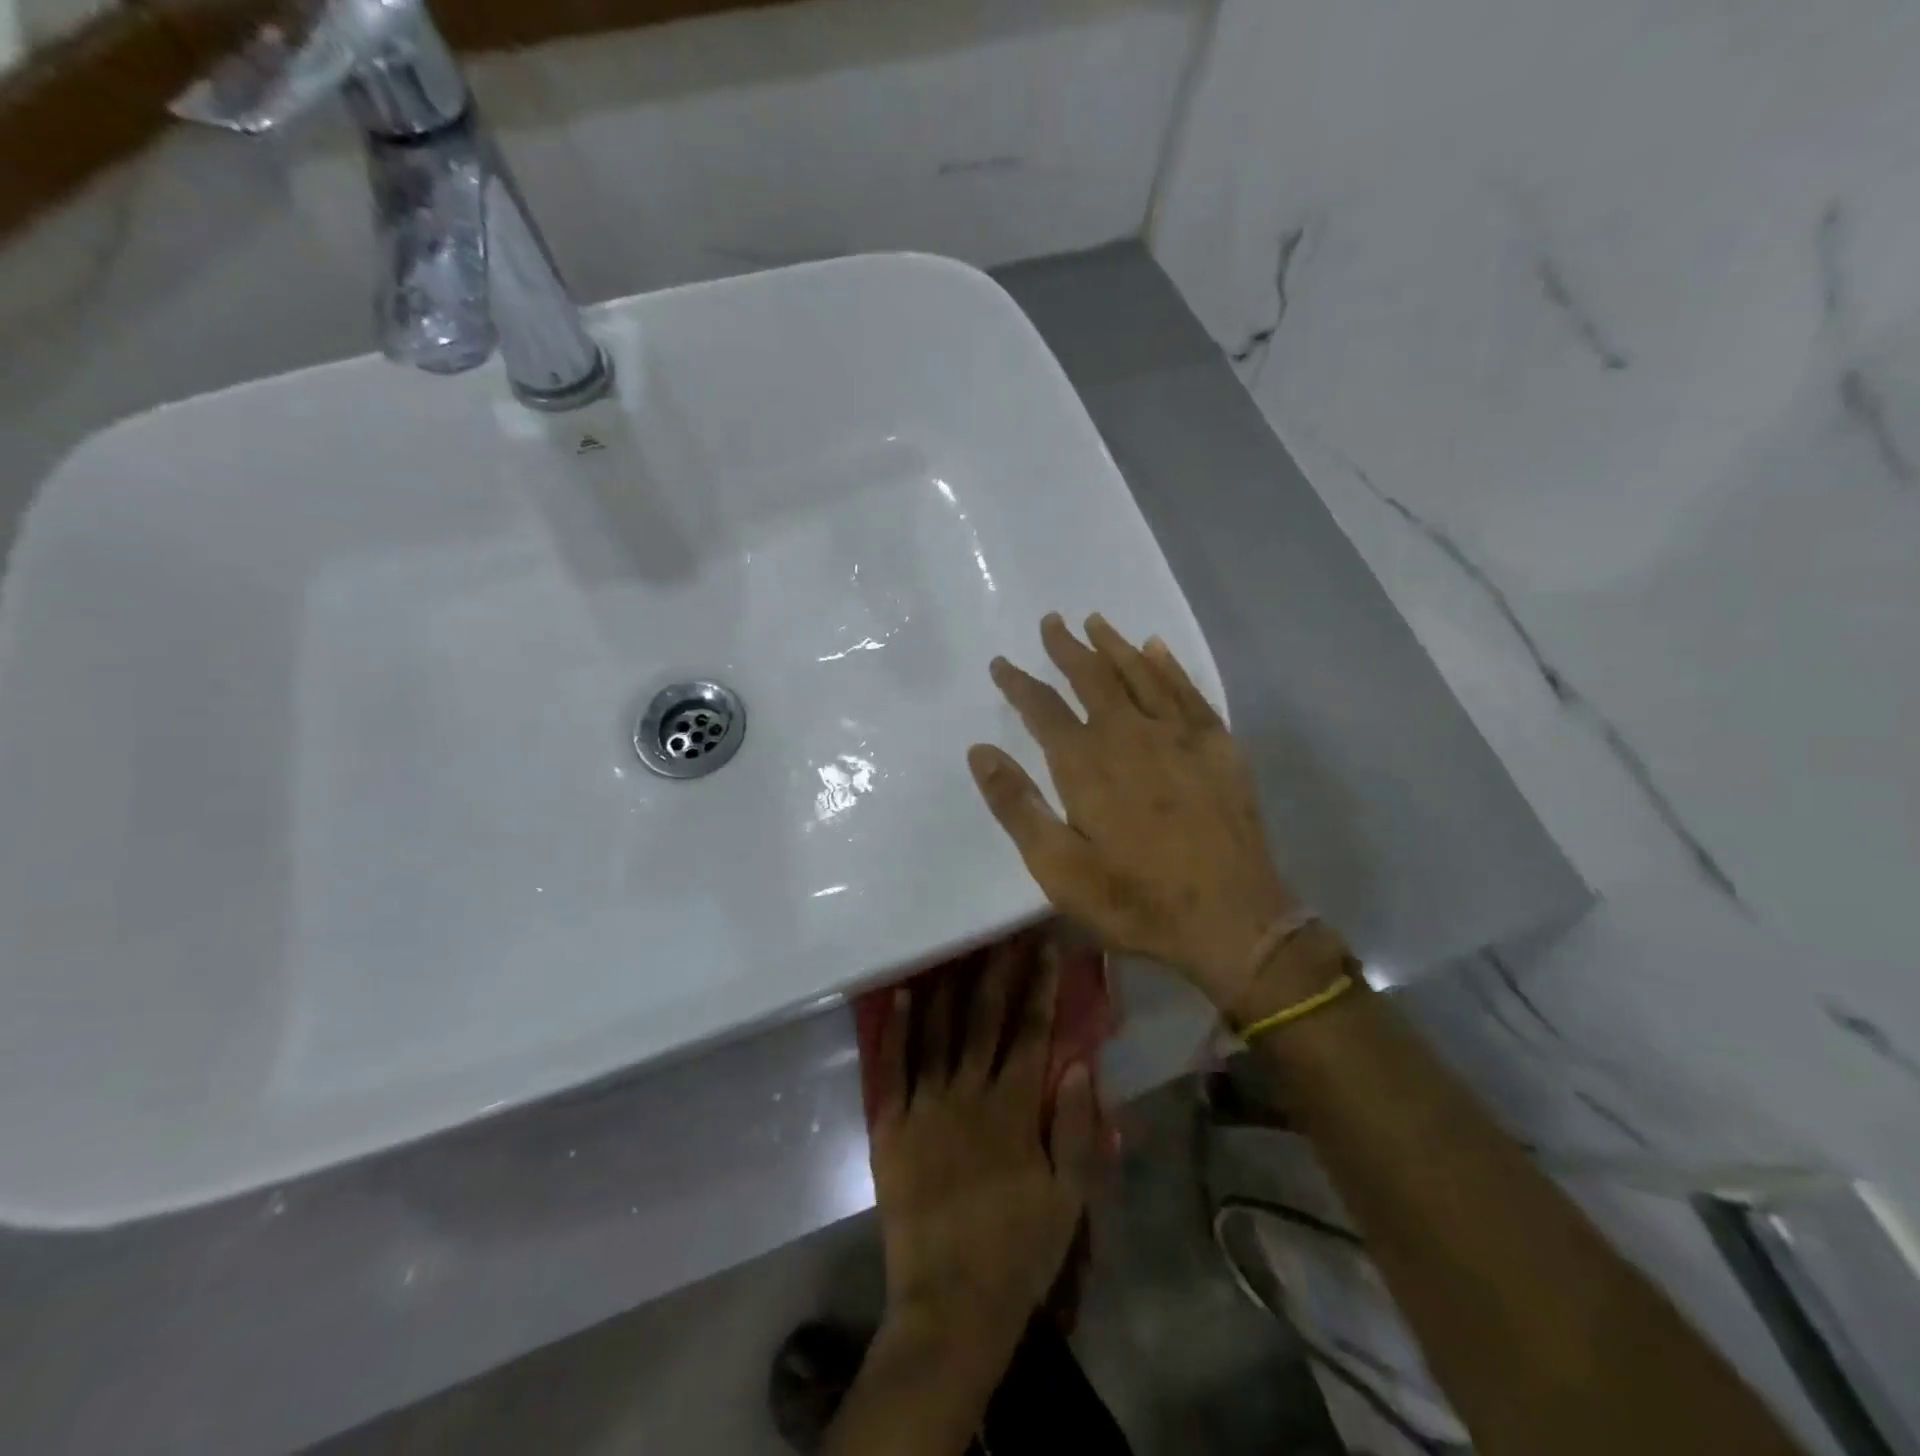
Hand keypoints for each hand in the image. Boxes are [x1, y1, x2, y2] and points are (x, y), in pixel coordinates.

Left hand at [868, 935, 1096, 1366]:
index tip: (1046, 948)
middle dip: (997, 972)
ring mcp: (924, 1107)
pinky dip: (897, 1029)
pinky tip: (904, 995)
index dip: (1040, 987)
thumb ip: (1075, 1129)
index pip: (1031, 1032)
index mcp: (1013, 1110)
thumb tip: (1077, 1063)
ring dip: (949, 986)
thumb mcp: (1068, 1199)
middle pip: (984, 1020)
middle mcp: (967, 1094)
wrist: (949, 1306)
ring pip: (937, 1032)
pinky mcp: (891, 1126)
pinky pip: (893, 1068)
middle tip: (1003, 933)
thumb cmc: (1018, 1252)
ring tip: (955, 946)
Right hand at [968, 613, 1302, 1014]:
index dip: (1019, 683)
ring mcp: (1179, 736)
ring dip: (1114, 645)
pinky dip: (1168, 666)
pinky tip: (1156, 648)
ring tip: (1095, 621)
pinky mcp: (1217, 746)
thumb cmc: (1136, 900)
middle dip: (1067, 648)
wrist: (1232, 920)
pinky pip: (1188, 691)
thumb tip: (979, 751)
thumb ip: (1017, 806)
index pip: (1043, 708)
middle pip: (1092, 678)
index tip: (1001, 663)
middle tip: (1051, 622)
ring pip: (1140, 673)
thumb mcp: (1059, 868)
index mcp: (1087, 764)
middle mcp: (1131, 735)